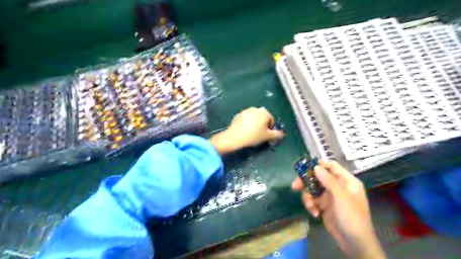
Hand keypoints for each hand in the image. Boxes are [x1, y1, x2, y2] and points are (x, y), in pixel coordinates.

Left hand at [211, 106, 284, 154]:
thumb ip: (277, 135)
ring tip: (251, 134)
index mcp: (264, 112)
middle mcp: (255, 109)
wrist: (235, 137)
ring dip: (254, 125)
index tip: (266, 137)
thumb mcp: (268, 136)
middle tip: (259, 136)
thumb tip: (282, 134)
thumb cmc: (254, 135)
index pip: (271, 121)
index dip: (270, 130)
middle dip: (262, 126)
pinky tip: (244, 132)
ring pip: (253, 119)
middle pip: (262, 118)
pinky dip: (246, 124)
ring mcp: (245, 111)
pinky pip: (245, 120)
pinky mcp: (237, 115)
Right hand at [291, 161, 385, 257]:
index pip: (331, 166)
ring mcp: (330, 196)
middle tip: (295, 186)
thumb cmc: (351, 216)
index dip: (319, 165)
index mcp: (346, 181)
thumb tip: (316, 166)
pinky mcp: (324, 206)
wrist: (354, 243)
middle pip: (318, 177)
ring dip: (308, 197)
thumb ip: (328, 180)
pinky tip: (315, 213)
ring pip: (313, 189)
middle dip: (306, 182)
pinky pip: (313, 200)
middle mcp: (337, 186)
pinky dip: (311, 205)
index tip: (305, 167)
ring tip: (310, 207)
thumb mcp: (340, 196)